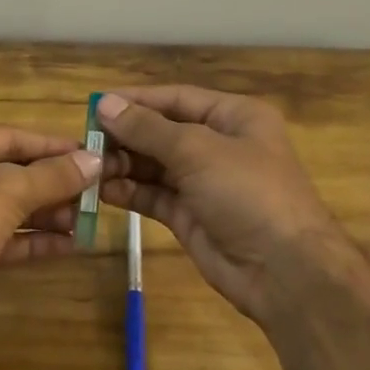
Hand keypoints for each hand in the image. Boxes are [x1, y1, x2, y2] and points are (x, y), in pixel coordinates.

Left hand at [0, 122, 101, 350]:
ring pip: (7, 207)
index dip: (52, 147)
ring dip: (48, 213)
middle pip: (9, 172)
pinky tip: (70, 244)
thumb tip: (97, 160)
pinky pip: (2, 238)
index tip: (93, 154)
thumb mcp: (7, 191)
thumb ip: (53, 175)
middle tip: (97, 192)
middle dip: (53, 184)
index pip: (8, 137)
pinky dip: (33, 239)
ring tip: (89, 219)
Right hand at [96, 87, 352, 322]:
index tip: (95, 104)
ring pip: (154, 165)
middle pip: (162, 132)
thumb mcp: (198, 151)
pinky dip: (129, 191)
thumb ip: (148, 129)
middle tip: (85, 141)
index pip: (176, 98)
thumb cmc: (249, 193)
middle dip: (125, 135)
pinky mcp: (190, 215)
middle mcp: (219, 145)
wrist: (284, 271)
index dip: (136, 100)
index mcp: (234, 117)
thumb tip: (105, 104)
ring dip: (123, 164)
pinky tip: (102, 190)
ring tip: (89, 167)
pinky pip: (153, 195)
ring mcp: (204, 183)